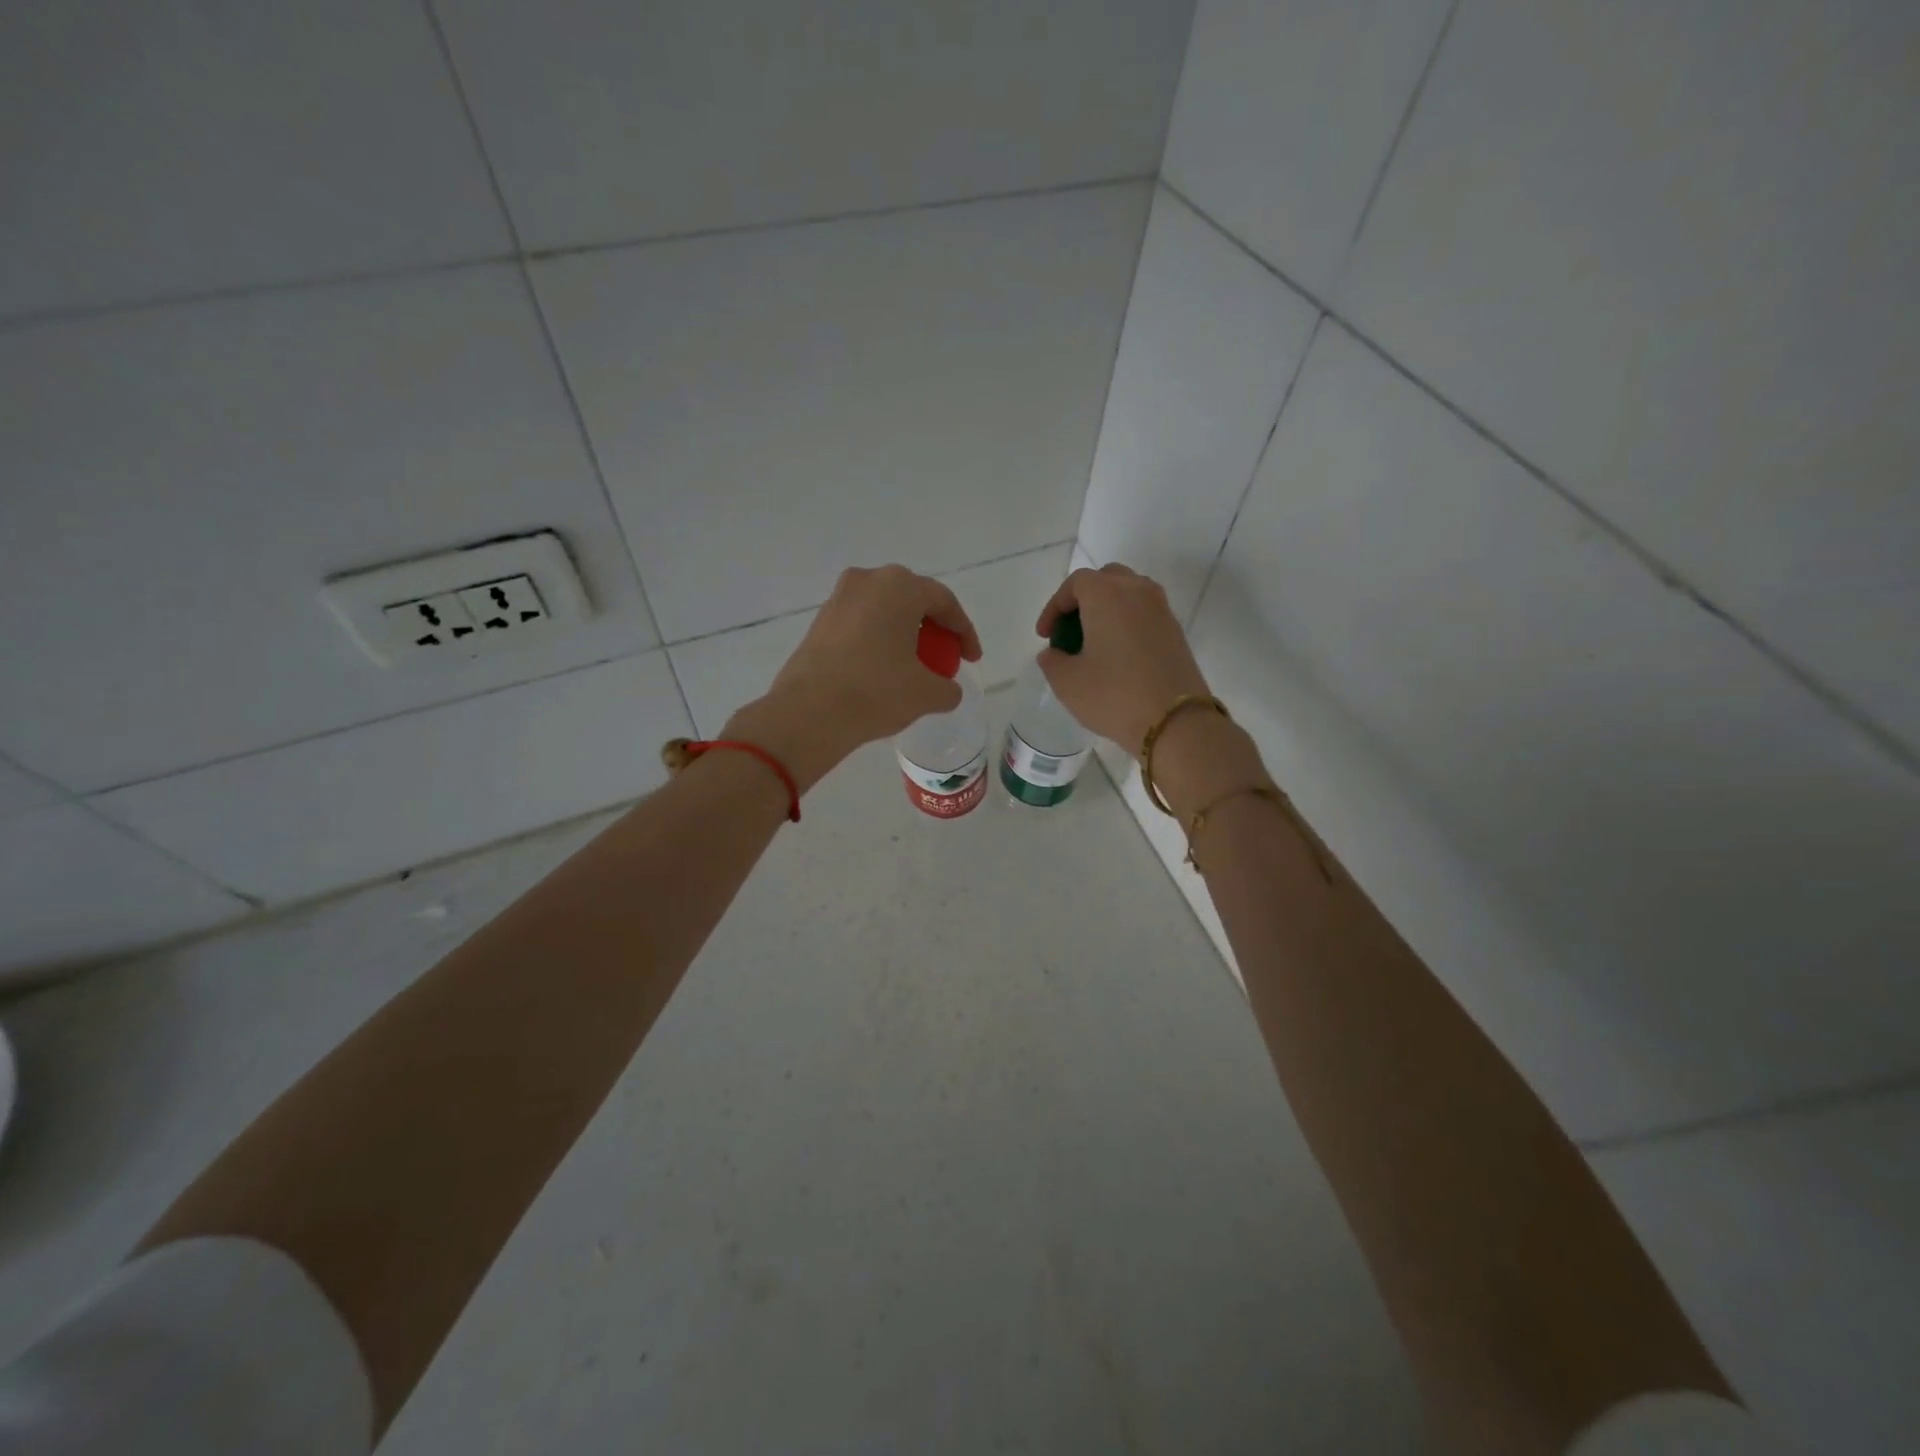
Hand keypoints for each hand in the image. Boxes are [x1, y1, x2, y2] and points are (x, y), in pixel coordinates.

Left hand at [728, 565, 981, 791]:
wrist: (809, 712)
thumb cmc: (876, 691)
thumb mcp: (927, 694)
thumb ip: (948, 688)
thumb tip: (946, 690)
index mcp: (899, 586)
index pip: (944, 602)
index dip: (964, 632)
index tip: (972, 659)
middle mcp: (867, 581)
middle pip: (912, 599)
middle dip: (933, 627)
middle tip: (945, 656)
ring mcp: (838, 599)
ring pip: (884, 611)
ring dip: (904, 633)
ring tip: (914, 665)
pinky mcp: (819, 622)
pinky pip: (861, 624)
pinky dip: (878, 641)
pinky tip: (883, 669)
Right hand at [1035, 563, 1211, 753]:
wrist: (1176, 722)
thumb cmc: (1114, 696)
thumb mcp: (1067, 682)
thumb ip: (1052, 661)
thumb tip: (1053, 653)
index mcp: (1106, 594)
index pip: (1075, 583)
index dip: (1055, 606)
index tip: (1045, 636)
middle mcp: (1137, 591)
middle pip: (1106, 579)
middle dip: (1084, 600)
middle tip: (1070, 630)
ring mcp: (1162, 610)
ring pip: (1129, 594)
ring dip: (1108, 609)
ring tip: (1094, 641)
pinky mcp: (1176, 632)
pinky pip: (1145, 614)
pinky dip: (1127, 624)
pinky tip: (1118, 655)